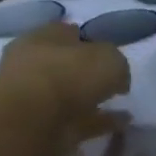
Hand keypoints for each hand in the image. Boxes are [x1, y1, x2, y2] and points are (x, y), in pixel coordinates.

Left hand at [0, 23, 129, 149]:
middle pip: (65, 63)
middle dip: (86, 70)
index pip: (68, 32)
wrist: (32, 119)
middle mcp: (34, 63)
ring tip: (121, 103)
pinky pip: (79, 119)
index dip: (90, 39)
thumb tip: (116, 76)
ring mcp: (36, 95)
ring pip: (70, 93)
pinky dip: (100, 120)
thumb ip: (116, 62)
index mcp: (43, 38)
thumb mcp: (110, 57)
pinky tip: (122, 122)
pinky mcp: (43, 123)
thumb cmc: (70, 74)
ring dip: (93, 98)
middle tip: (114, 78)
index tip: (112, 51)